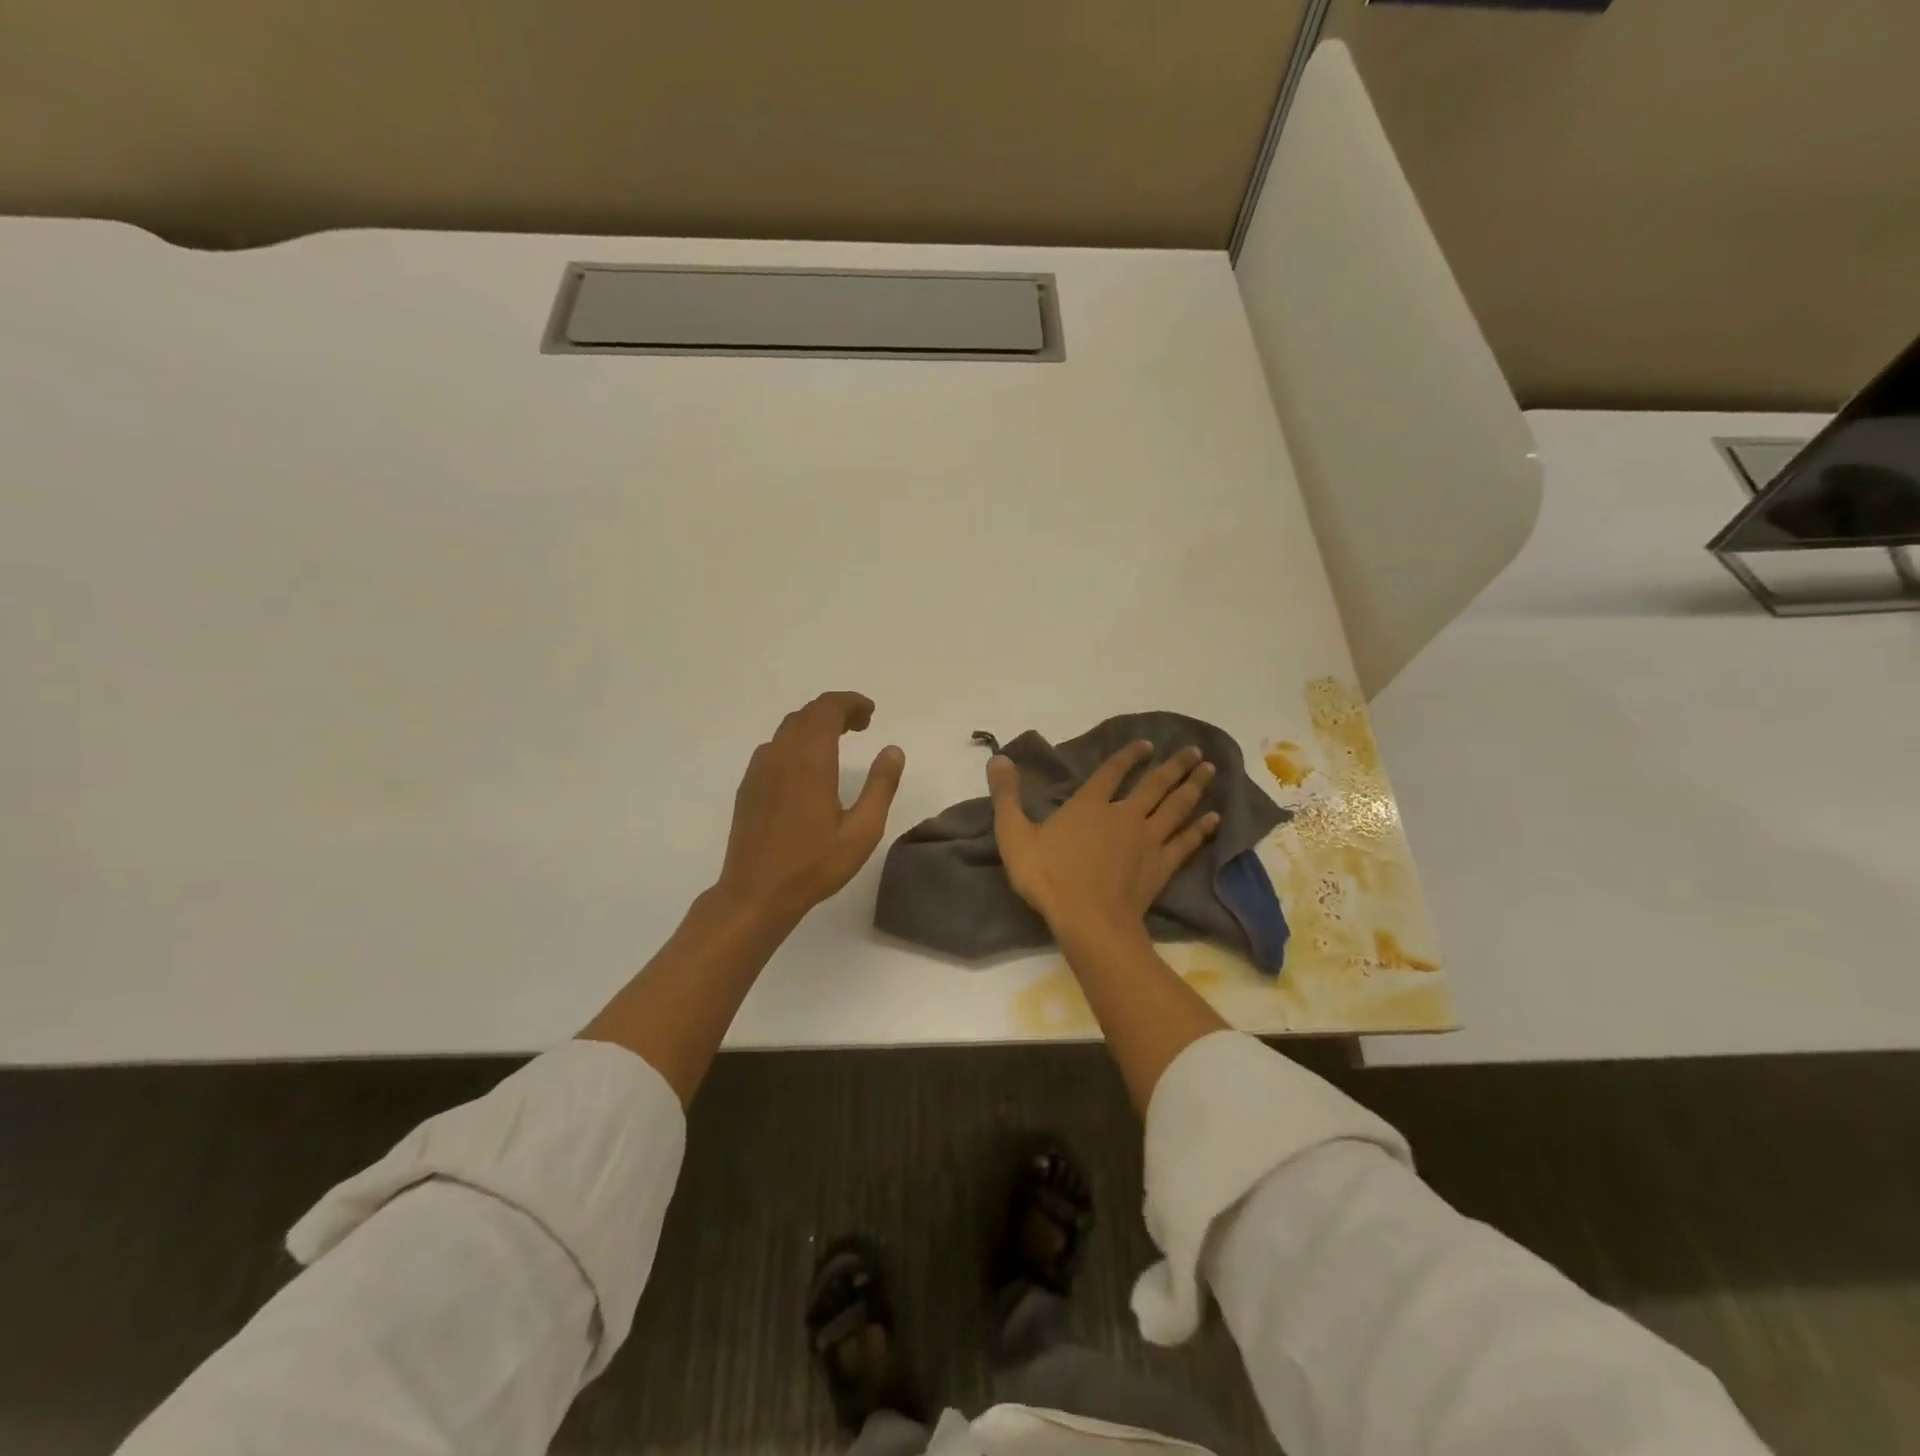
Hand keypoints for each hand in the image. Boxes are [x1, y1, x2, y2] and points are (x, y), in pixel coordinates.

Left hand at [716, 691, 905, 917]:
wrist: (756, 894)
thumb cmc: (814, 864)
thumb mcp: (862, 831)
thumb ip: (880, 786)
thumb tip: (892, 750)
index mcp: (810, 760)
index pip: (827, 709)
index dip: (850, 703)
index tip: (870, 714)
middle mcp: (780, 755)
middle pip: (807, 713)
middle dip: (836, 711)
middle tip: (861, 726)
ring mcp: (759, 769)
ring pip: (788, 729)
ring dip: (814, 725)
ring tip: (837, 743)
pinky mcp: (749, 786)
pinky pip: (774, 747)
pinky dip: (796, 742)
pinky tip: (807, 768)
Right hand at [988, 741, 1219, 936]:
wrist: (1088, 920)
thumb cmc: (1048, 877)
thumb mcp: (1013, 834)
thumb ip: (1006, 796)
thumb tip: (998, 758)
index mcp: (1089, 805)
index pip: (1112, 771)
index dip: (1129, 755)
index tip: (1147, 744)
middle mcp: (1124, 815)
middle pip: (1155, 784)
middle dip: (1175, 765)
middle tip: (1195, 750)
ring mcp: (1147, 840)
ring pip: (1176, 807)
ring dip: (1193, 787)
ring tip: (1210, 770)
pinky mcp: (1161, 866)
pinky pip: (1185, 841)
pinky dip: (1200, 828)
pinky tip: (1213, 818)